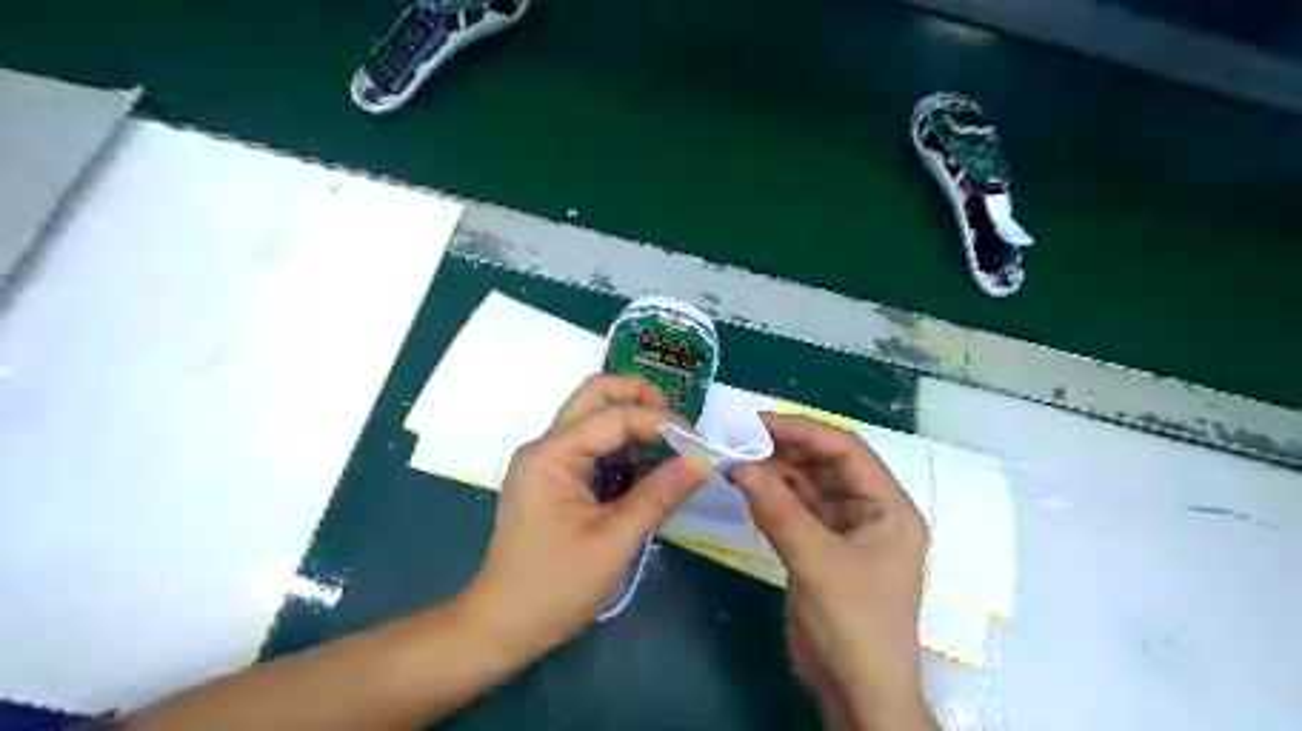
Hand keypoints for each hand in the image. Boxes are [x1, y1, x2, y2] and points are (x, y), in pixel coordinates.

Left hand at [462, 377, 710, 663]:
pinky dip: (619, 445)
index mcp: (551, 454)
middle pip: (594, 394)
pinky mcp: (551, 478)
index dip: (660, 421)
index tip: (699, 441)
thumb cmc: (555, 586)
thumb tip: (703, 461)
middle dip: (639, 397)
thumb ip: (659, 495)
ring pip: (591, 415)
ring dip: (630, 419)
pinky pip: (589, 444)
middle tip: (677, 423)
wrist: (502, 627)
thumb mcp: (614, 540)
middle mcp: (544, 446)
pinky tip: (642, 469)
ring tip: (667, 446)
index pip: (614, 416)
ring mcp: (545, 460)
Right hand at [732, 414, 935, 729]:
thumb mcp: (816, 563)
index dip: (804, 430)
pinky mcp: (823, 545)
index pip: (847, 450)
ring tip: (736, 458)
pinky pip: (797, 508)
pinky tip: (747, 484)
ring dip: (775, 470)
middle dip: (785, 448)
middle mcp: (870, 509)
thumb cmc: (853, 624)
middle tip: (739, 438)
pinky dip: (773, 495)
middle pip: (826, 463)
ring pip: (808, 484)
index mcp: (889, 506)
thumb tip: (738, 465)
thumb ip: (778, 510)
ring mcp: (845, 528)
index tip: (759, 421)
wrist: (856, 691)